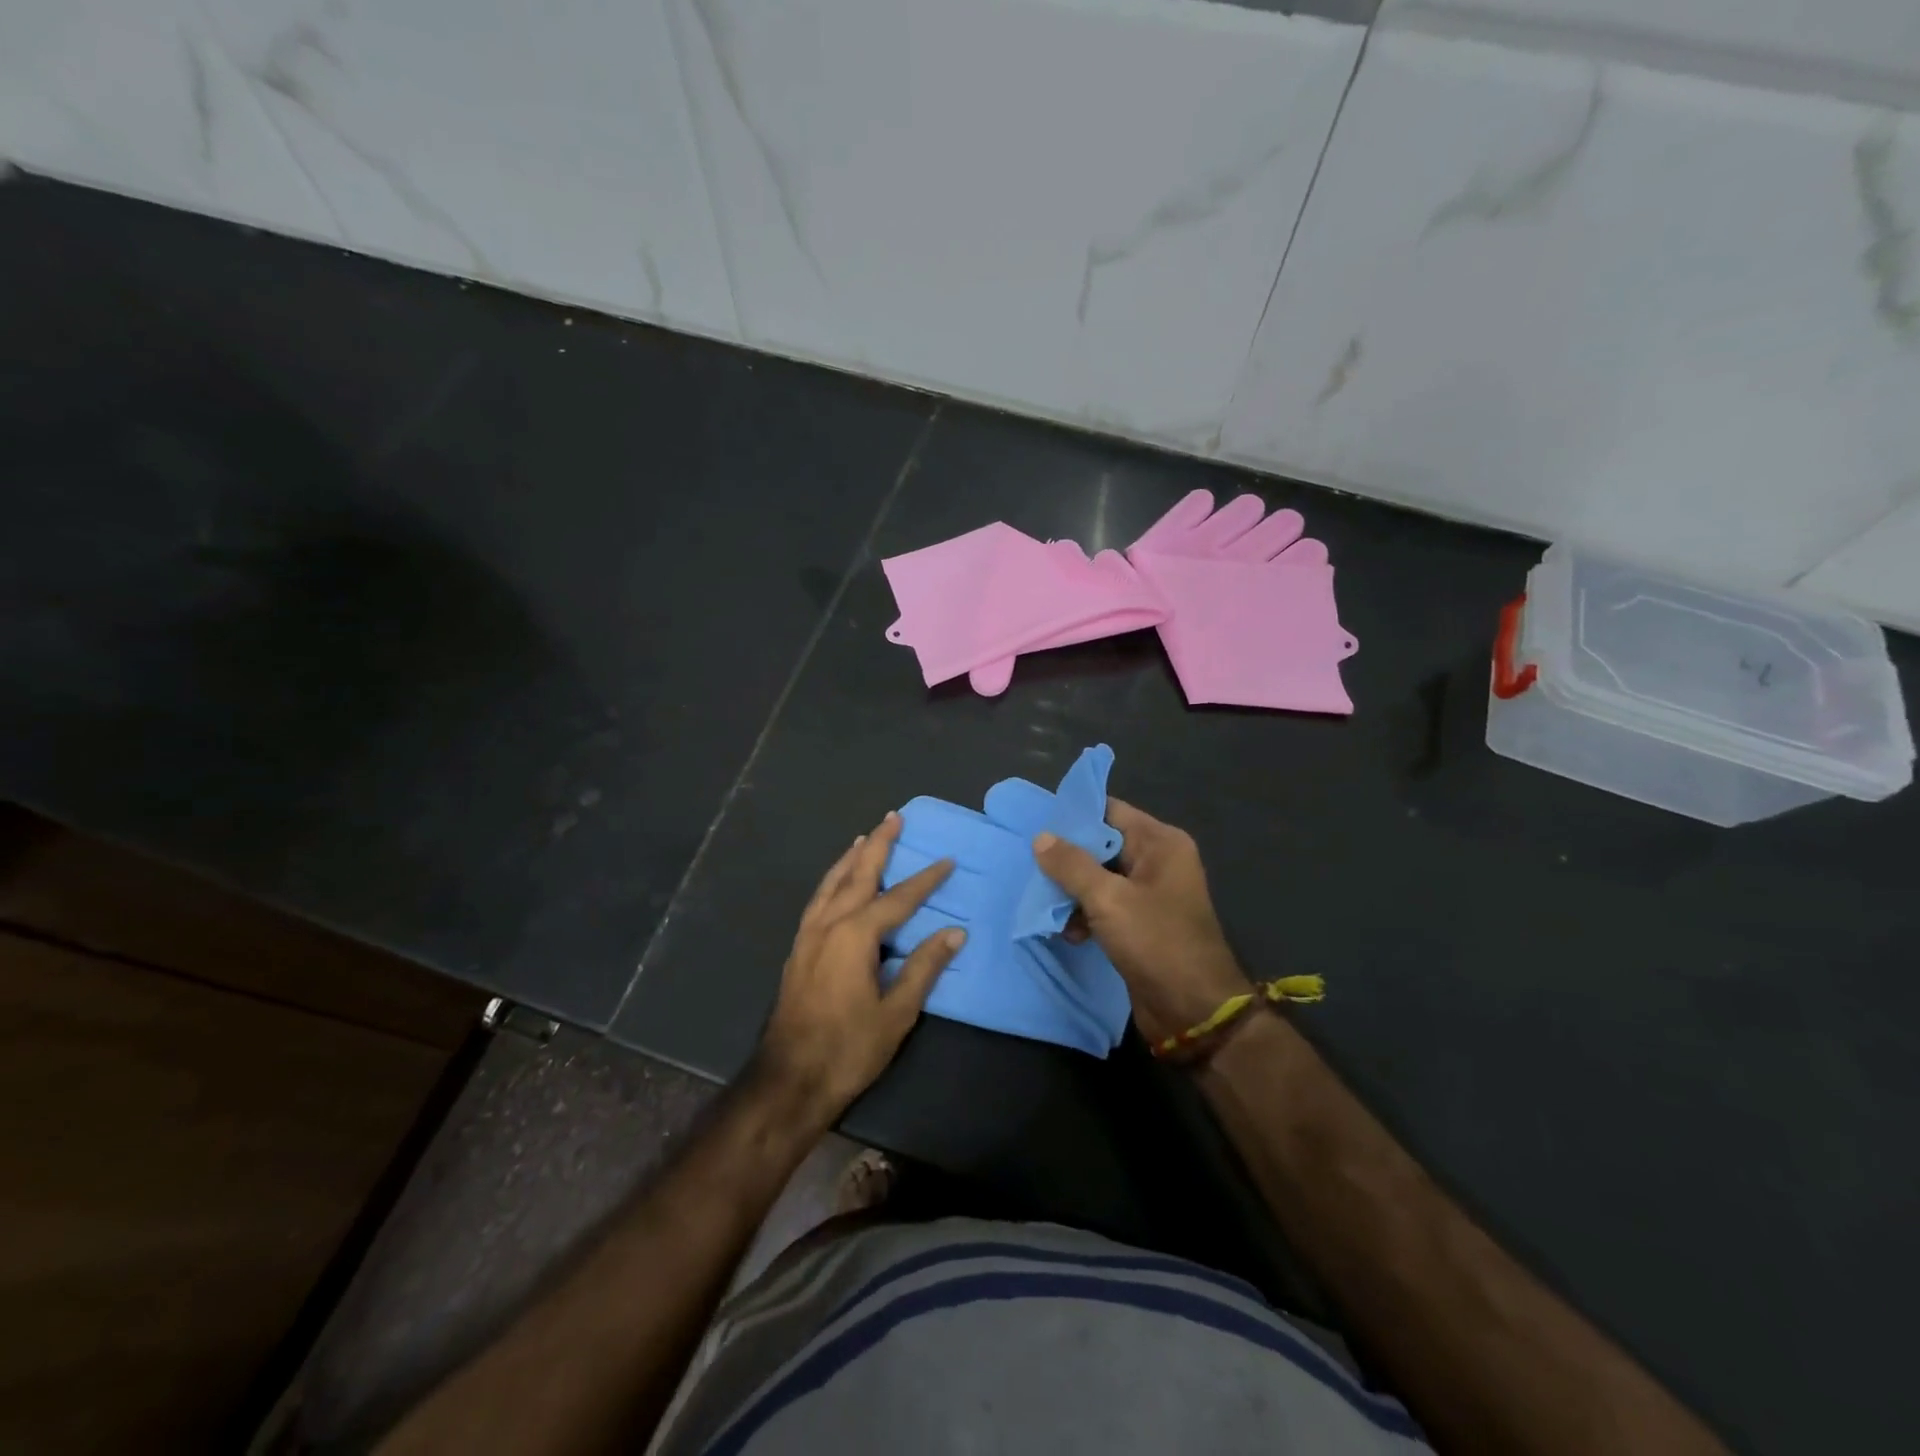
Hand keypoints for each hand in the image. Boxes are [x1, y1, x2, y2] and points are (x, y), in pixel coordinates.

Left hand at [754, 813, 962, 1128]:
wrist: (789, 1079)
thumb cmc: (848, 1048)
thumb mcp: (896, 1012)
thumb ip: (924, 967)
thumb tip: (955, 932)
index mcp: (855, 935)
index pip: (899, 898)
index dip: (926, 879)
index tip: (947, 861)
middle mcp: (829, 924)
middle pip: (858, 874)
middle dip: (879, 845)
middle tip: (893, 817)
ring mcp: (808, 934)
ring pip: (832, 883)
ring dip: (851, 857)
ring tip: (865, 837)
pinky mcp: (798, 948)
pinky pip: (819, 899)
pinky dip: (832, 880)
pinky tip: (837, 882)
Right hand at [1033, 799, 1250, 1046]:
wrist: (1194, 1011)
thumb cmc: (1156, 942)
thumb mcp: (1108, 899)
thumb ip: (1071, 865)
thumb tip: (1041, 837)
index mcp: (1160, 843)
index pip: (1110, 811)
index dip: (1074, 815)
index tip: (1036, 823)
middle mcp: (1158, 861)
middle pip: (1102, 844)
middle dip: (1067, 857)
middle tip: (1030, 865)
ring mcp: (1150, 894)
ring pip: (1099, 877)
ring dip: (1072, 891)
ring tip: (1046, 906)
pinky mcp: (1141, 923)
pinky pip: (1105, 905)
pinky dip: (1084, 914)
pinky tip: (1067, 932)